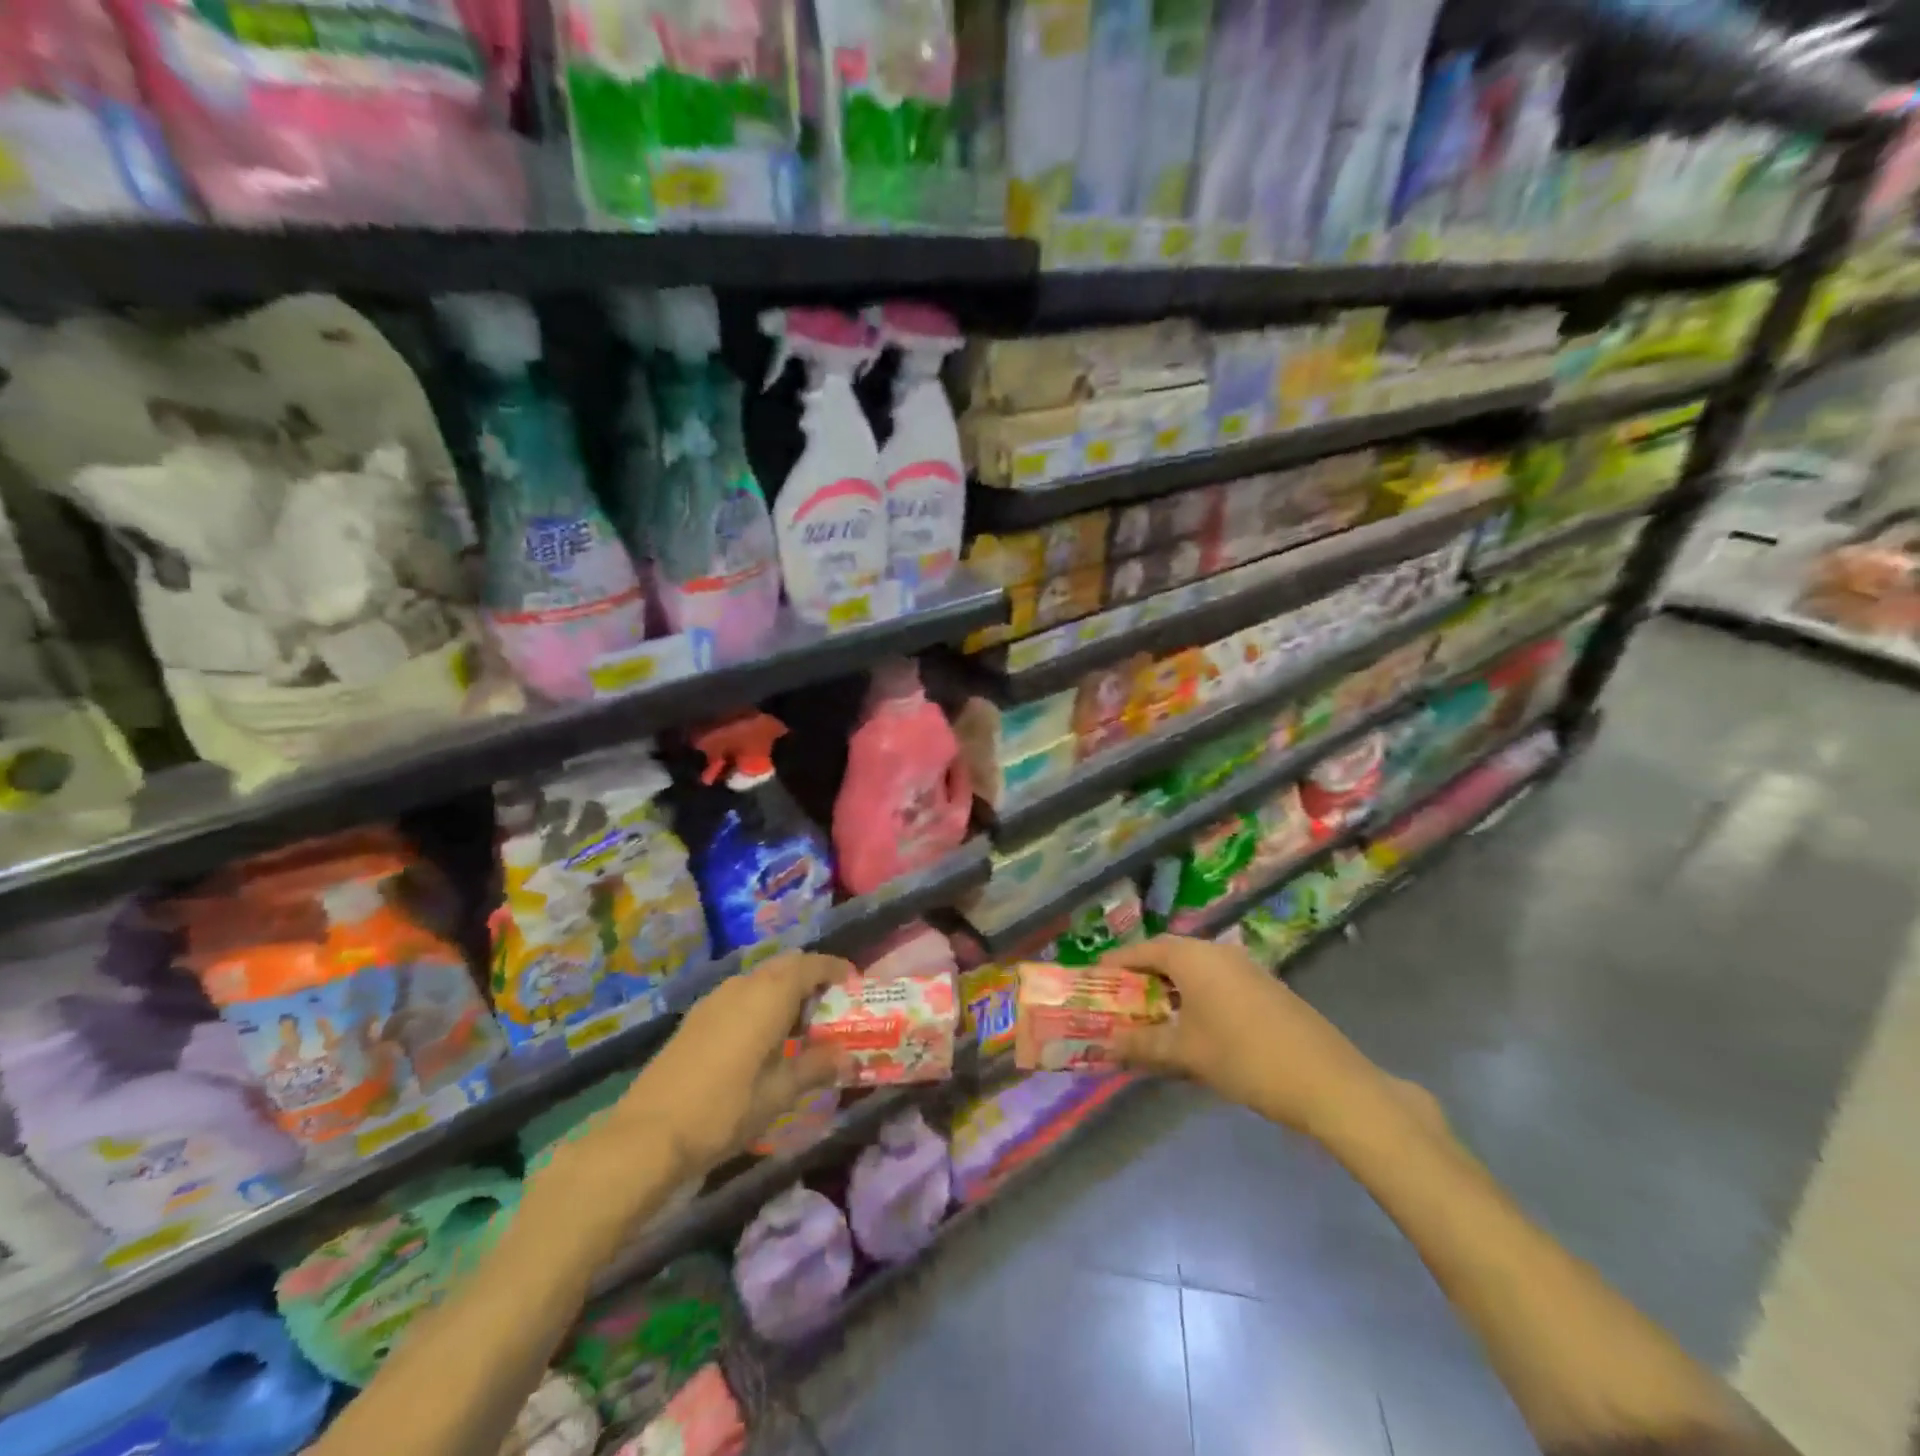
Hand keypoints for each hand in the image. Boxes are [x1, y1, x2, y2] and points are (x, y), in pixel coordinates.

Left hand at [604, 951, 848, 1179]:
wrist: (648, 1134)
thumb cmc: (725, 1109)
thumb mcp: (780, 1092)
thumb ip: (817, 1067)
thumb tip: (848, 1057)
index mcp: (770, 994)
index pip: (812, 964)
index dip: (836, 970)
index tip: (854, 984)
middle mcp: (743, 985)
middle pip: (786, 966)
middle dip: (811, 979)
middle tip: (830, 1007)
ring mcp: (715, 999)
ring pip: (760, 980)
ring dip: (784, 992)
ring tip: (799, 1028)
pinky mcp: (696, 1018)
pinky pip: (740, 996)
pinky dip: (760, 1005)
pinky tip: (761, 1042)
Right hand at [1101, 935, 1391, 1137]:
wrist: (1328, 1082)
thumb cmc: (1244, 1058)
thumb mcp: (1186, 1054)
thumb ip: (1142, 1044)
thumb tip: (1107, 1044)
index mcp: (1194, 957)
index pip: (1144, 949)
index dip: (1117, 964)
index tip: (1094, 980)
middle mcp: (1219, 953)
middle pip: (1169, 957)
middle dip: (1142, 979)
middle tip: (1120, 1003)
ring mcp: (1246, 969)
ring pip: (1195, 972)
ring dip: (1170, 991)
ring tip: (1151, 1020)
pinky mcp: (1266, 990)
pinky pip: (1217, 984)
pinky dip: (1196, 999)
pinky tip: (1194, 1031)